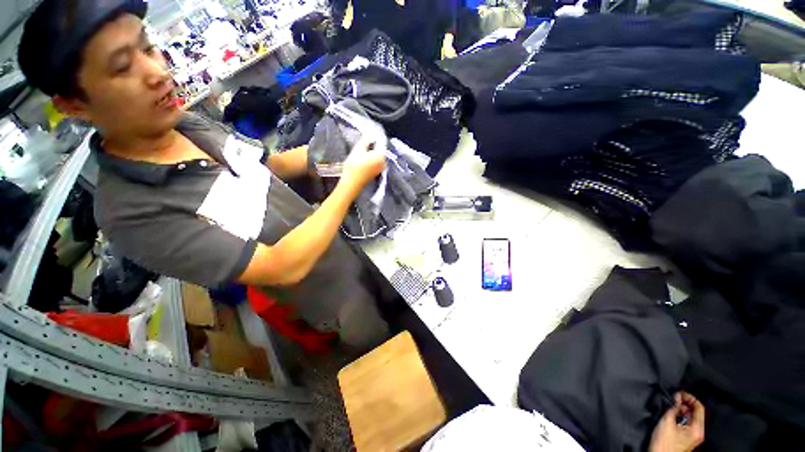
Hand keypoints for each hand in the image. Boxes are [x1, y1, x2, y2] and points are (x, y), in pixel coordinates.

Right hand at [340, 138, 385, 191]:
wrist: (352, 182)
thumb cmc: (355, 164)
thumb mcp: (358, 149)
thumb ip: (366, 140)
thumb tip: (370, 134)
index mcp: (381, 155)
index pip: (380, 142)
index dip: (374, 137)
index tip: (368, 133)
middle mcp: (384, 162)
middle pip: (379, 149)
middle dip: (373, 144)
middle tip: (365, 140)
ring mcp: (380, 168)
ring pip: (377, 156)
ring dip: (371, 151)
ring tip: (363, 148)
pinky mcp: (376, 173)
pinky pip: (375, 162)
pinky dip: (371, 158)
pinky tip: (364, 157)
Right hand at [649, 392, 704, 451]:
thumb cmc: (664, 441)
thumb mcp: (667, 421)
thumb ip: (673, 408)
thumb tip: (677, 397)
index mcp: (697, 428)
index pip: (699, 407)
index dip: (690, 398)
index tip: (679, 393)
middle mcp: (698, 432)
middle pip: (695, 413)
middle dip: (685, 404)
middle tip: (674, 399)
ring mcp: (693, 436)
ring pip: (690, 418)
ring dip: (682, 411)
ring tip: (671, 407)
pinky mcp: (687, 438)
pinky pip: (687, 423)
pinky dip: (681, 417)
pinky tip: (672, 416)